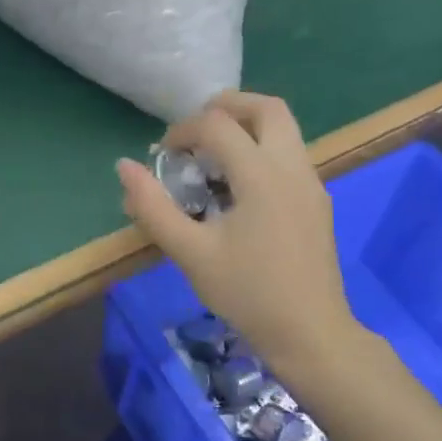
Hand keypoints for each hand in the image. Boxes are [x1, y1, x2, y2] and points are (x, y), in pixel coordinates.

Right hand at [118, 92, 359, 383]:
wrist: (310, 334)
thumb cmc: (247, 293)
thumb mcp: (190, 253)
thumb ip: (153, 207)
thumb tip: (124, 167)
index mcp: (262, 175)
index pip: (217, 125)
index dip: (182, 130)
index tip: (162, 155)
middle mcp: (293, 168)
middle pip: (266, 107)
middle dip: (227, 106)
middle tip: (195, 129)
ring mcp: (311, 184)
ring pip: (284, 129)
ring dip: (247, 127)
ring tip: (213, 156)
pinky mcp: (317, 202)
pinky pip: (290, 155)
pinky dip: (261, 150)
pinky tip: (238, 189)